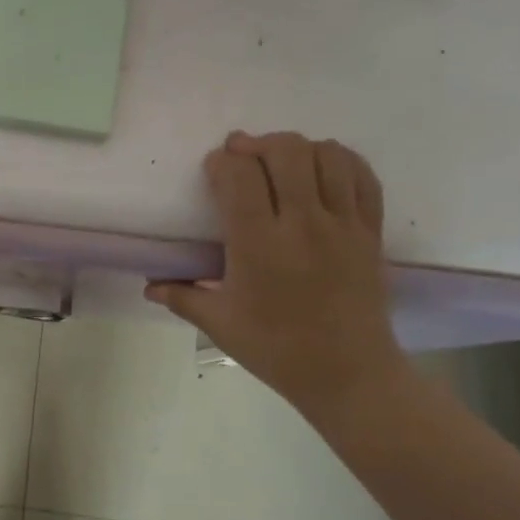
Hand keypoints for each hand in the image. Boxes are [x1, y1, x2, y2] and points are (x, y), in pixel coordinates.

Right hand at [147, 131, 405, 415]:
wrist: (349, 375)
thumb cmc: (277, 349)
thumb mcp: (220, 325)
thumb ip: (181, 297)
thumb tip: (149, 286)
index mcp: (259, 245)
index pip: (239, 176)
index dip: (221, 162)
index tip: (213, 171)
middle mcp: (303, 224)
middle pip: (285, 151)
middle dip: (257, 144)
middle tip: (243, 155)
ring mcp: (343, 225)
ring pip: (327, 155)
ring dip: (299, 149)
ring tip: (282, 163)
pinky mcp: (371, 231)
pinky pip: (362, 176)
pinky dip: (341, 161)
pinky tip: (322, 171)